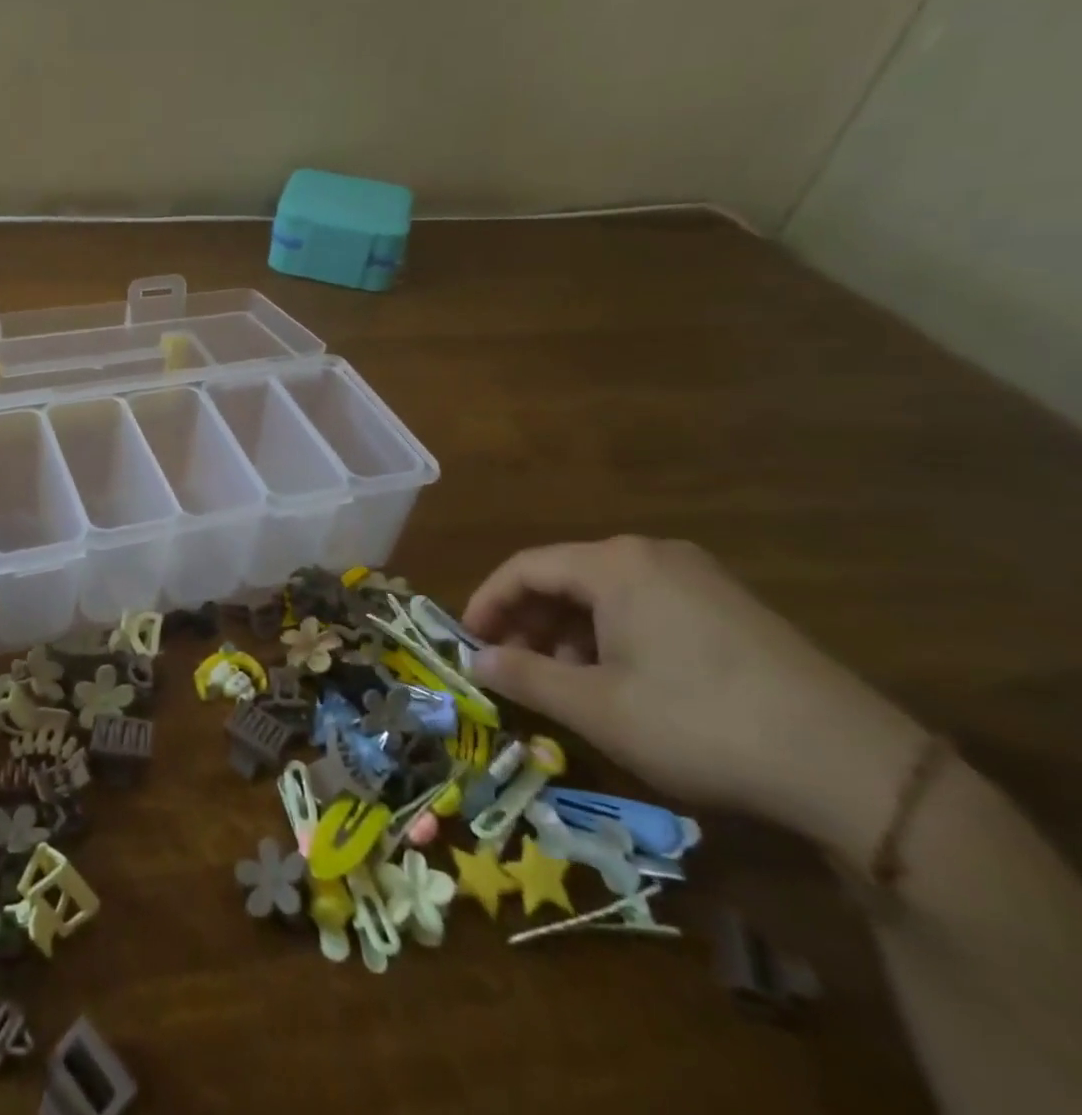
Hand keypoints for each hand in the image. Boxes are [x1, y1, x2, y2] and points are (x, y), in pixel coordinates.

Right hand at [462, 536, 923, 852]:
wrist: (854, 767)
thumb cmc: (700, 724)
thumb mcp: (597, 707)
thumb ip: (526, 677)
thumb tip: (477, 660)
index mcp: (615, 564)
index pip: (524, 568)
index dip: (487, 603)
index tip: (468, 642)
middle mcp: (653, 555)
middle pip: (565, 576)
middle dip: (529, 621)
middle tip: (512, 667)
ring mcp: (699, 578)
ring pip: (606, 594)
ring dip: (569, 633)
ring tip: (564, 683)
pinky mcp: (731, 608)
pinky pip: (646, 607)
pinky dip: (613, 637)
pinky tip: (620, 683)